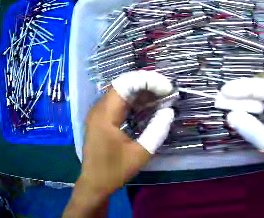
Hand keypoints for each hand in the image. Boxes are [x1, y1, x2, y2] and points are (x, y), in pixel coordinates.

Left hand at [64, 71, 173, 216]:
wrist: (95, 182)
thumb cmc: (115, 171)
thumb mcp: (140, 154)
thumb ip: (156, 131)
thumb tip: (168, 112)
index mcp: (105, 115)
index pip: (126, 84)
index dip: (148, 81)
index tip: (167, 89)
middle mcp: (98, 108)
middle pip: (123, 85)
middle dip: (146, 85)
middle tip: (166, 92)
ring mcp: (97, 113)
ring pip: (120, 93)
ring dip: (140, 93)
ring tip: (160, 98)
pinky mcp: (99, 119)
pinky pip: (116, 103)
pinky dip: (132, 102)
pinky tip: (145, 107)